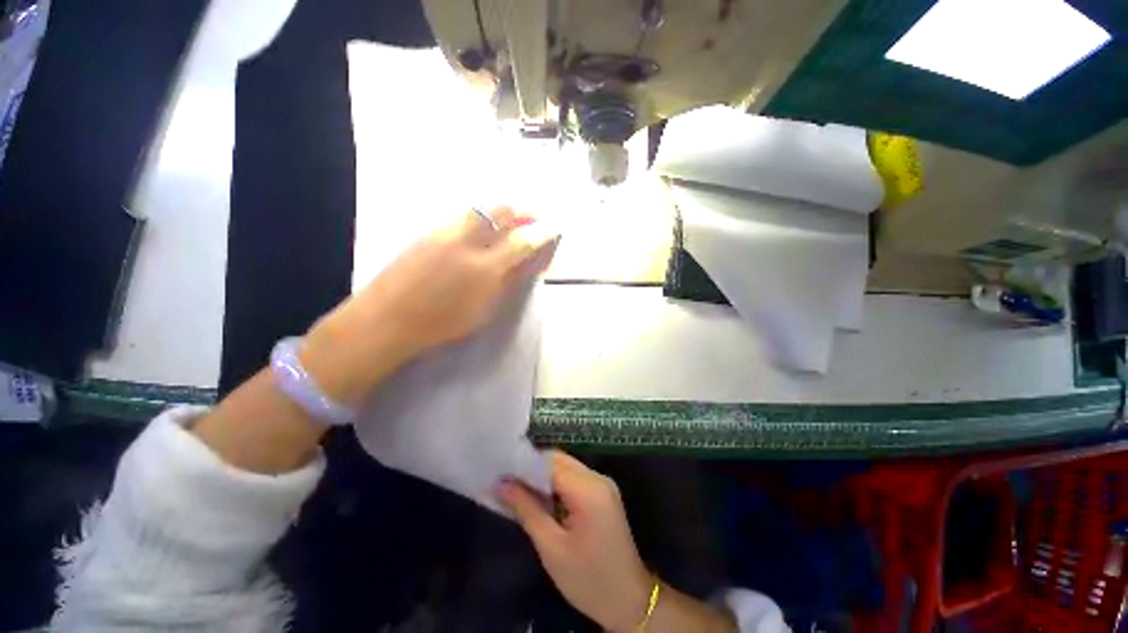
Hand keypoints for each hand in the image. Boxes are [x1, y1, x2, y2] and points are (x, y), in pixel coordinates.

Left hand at [351, 206, 556, 349]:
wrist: (388, 318)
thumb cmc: (441, 323)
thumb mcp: (483, 310)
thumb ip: (506, 284)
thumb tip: (523, 264)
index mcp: (484, 268)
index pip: (521, 242)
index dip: (540, 233)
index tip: (552, 228)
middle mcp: (466, 241)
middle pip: (499, 211)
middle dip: (520, 211)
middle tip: (530, 219)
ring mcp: (444, 232)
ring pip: (479, 209)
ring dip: (499, 211)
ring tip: (509, 220)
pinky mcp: (428, 231)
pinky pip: (461, 216)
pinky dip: (479, 217)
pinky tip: (480, 229)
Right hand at [499, 451, 653, 631]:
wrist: (629, 601)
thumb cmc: (588, 580)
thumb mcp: (552, 548)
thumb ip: (527, 510)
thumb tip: (501, 484)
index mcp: (588, 489)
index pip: (550, 463)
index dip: (524, 465)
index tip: (499, 472)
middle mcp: (597, 478)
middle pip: (559, 460)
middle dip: (532, 468)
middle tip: (505, 481)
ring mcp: (603, 484)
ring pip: (566, 467)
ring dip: (543, 475)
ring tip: (517, 489)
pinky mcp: (603, 493)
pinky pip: (574, 478)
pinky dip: (556, 483)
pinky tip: (540, 498)